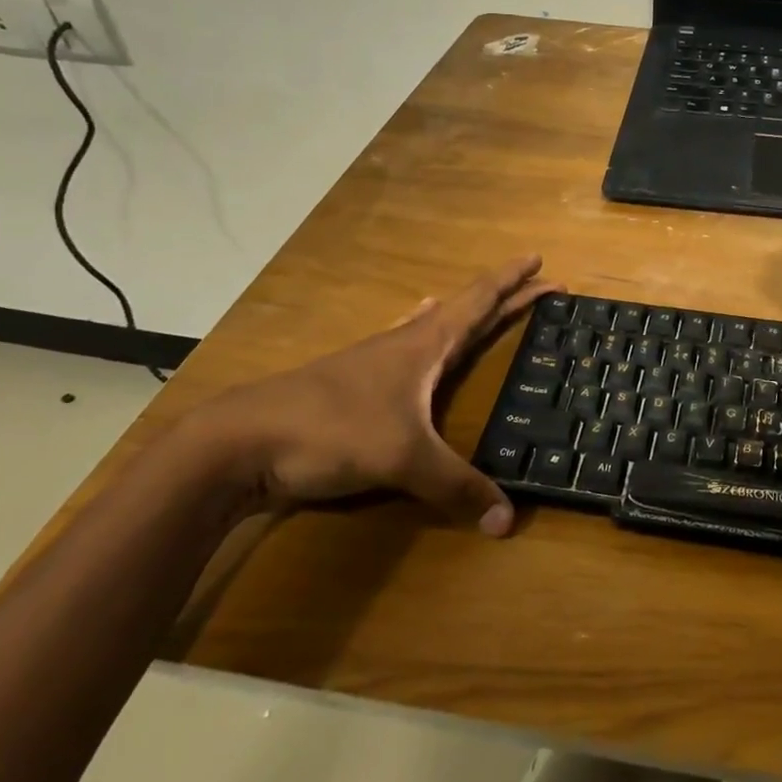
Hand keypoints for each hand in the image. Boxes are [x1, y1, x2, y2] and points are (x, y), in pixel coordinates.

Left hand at [178, 256, 558, 534]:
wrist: (239, 442)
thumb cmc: (331, 431)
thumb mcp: (404, 459)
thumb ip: (457, 487)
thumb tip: (509, 521)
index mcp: (425, 345)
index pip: (480, 301)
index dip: (513, 281)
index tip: (541, 260)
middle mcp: (404, 344)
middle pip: (465, 311)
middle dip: (505, 298)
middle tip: (540, 288)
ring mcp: (374, 362)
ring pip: (431, 326)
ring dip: (463, 315)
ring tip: (481, 307)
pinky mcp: (353, 385)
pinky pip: (403, 348)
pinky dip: (422, 336)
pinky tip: (409, 340)